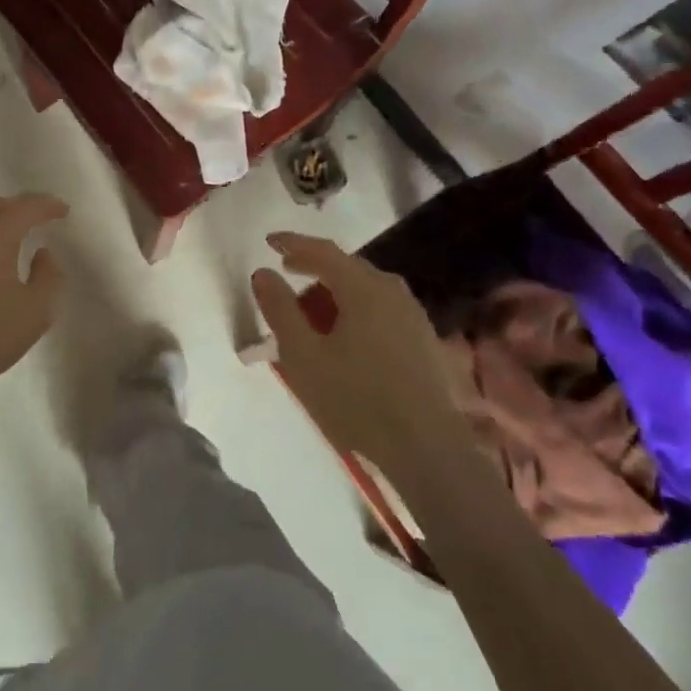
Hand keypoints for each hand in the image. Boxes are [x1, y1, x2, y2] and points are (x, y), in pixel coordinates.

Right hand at [249, 231, 452, 457]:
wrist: (427, 449)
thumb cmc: (356, 398)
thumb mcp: (302, 354)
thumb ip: (280, 308)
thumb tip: (263, 272)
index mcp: (362, 288)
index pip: (322, 251)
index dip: (293, 243)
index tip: (269, 241)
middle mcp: (392, 291)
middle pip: (347, 267)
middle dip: (315, 267)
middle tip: (288, 274)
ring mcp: (413, 316)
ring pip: (367, 289)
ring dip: (337, 291)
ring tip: (314, 311)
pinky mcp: (425, 341)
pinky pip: (382, 309)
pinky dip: (357, 309)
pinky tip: (347, 336)